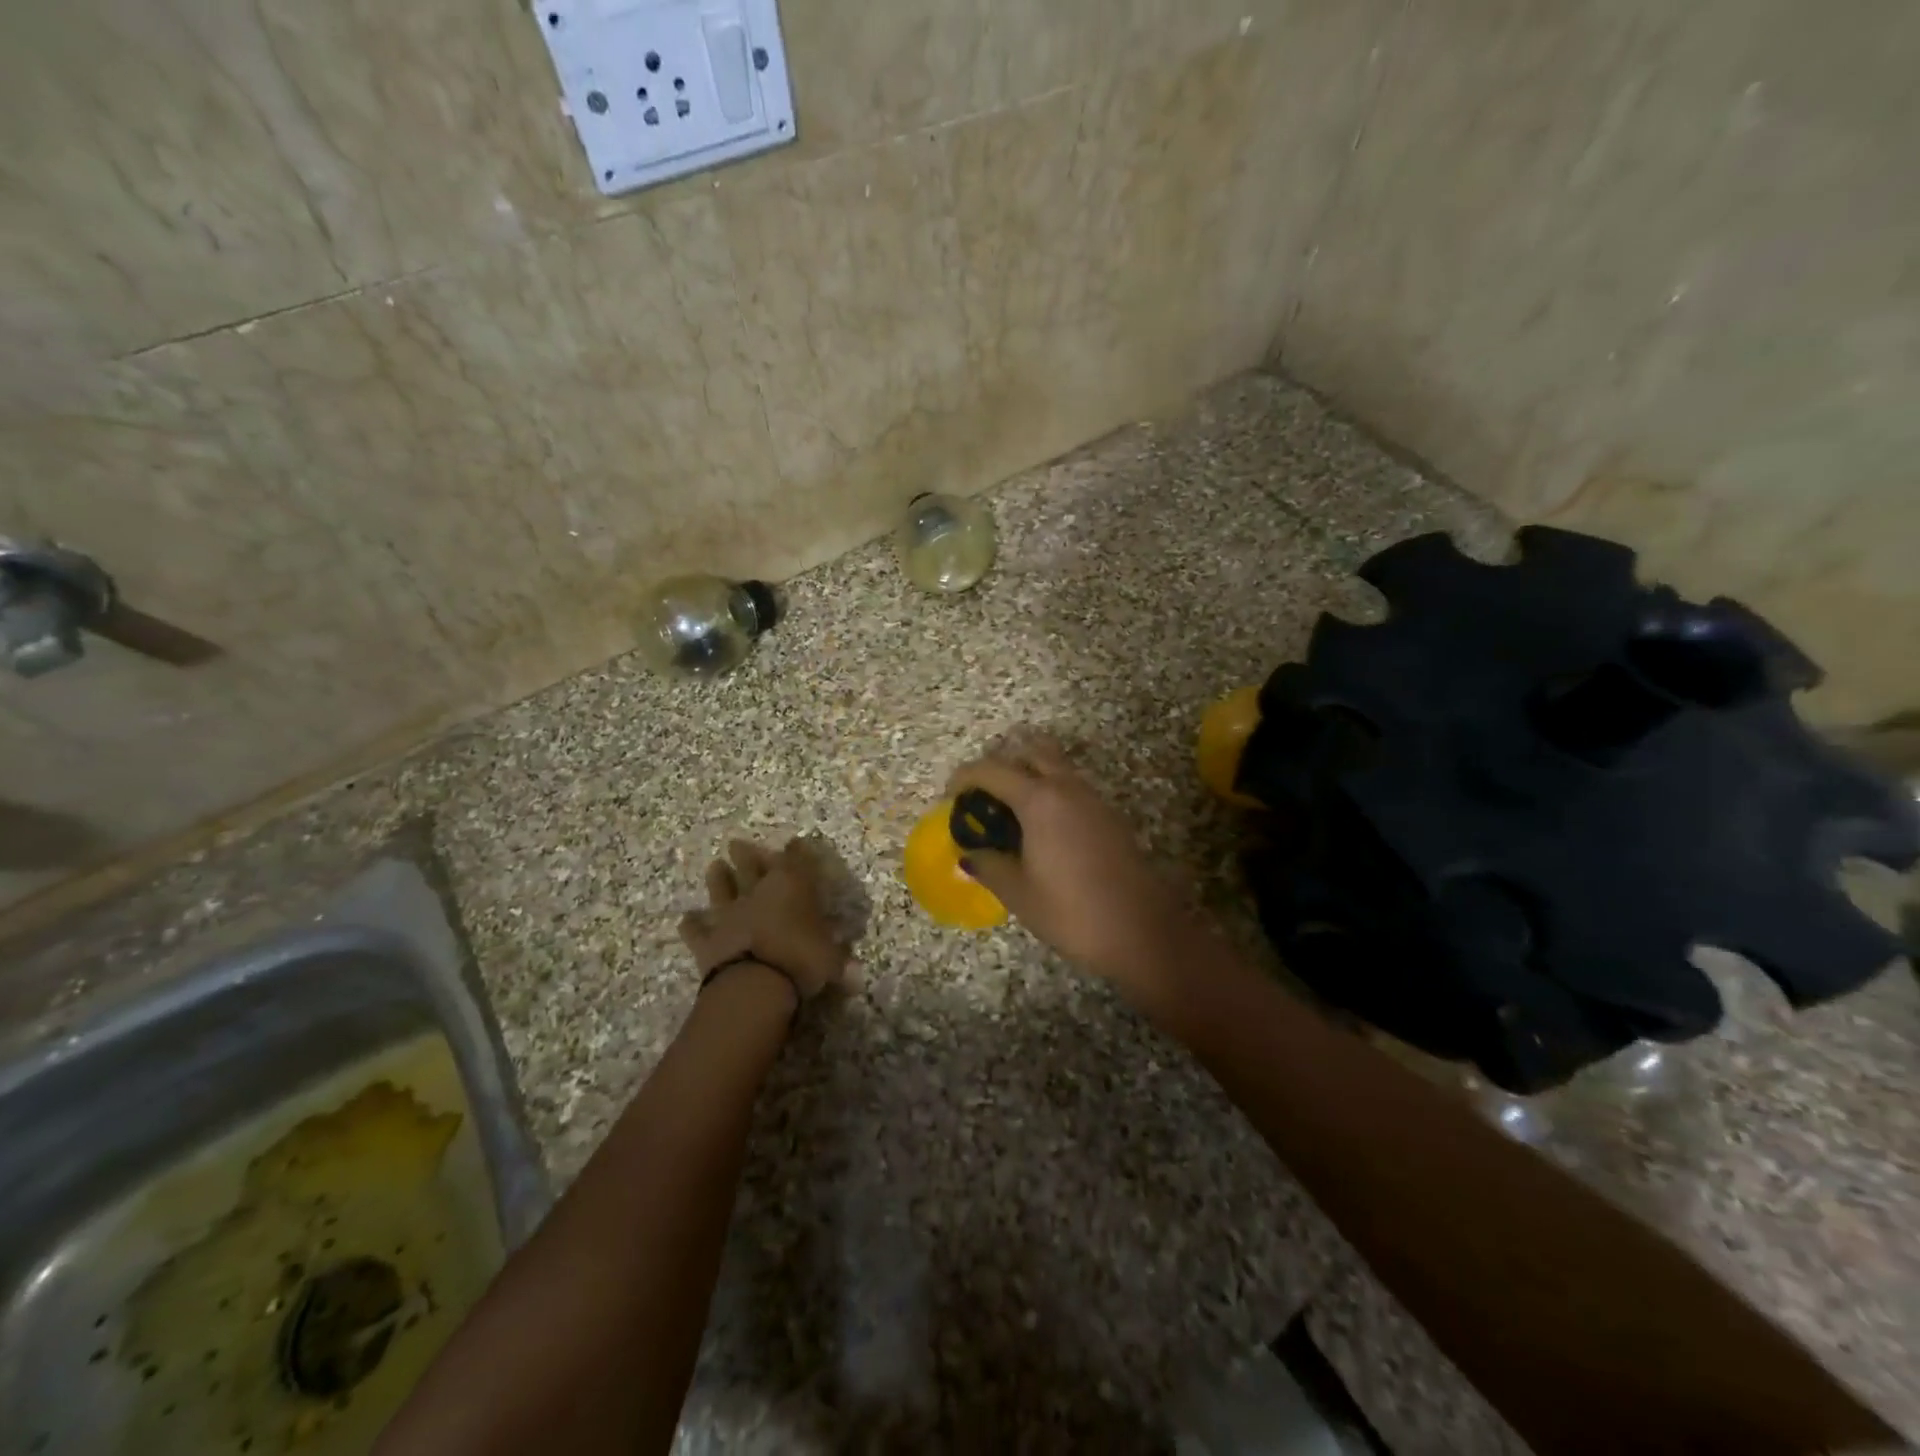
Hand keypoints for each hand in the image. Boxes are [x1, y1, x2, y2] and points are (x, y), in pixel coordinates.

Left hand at [679, 839, 852, 1000]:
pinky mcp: (707, 940)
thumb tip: (855, 971)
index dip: (797, 850)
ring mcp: (729, 914)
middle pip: (751, 864)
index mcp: (792, 886)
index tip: (796, 842)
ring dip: (718, 878)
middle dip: (746, 853)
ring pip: (721, 889)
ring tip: (714, 867)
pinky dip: (692, 925)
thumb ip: (838, 958)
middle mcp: (758, 892)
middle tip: (736, 843)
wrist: (754, 985)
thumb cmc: (802, 960)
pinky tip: (686, 920)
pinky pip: (696, 930)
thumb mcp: (832, 959)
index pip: (796, 859)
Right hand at [948, 732, 1194, 997]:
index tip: (949, 796)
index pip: (992, 769)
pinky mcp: (1110, 816)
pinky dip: (1050, 793)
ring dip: (1029, 776)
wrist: (1142, 932)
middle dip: (1001, 764)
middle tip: (983, 796)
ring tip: (1009, 814)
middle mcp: (1067, 787)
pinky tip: (1041, 831)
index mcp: (1039, 799)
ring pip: (1055, 766)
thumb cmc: (1071, 912)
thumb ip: (988, 865)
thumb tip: (970, 853)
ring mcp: (1094, 798)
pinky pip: (1072, 787)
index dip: (964, 777)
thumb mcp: (1018, 892)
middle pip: (1030, 751)